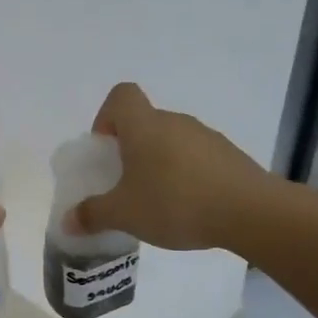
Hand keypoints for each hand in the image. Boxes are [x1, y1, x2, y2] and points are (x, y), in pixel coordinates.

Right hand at [72, 83, 272, 250]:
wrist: (250, 212)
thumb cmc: (175, 203)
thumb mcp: (124, 214)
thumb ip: (92, 215)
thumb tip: (67, 222)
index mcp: (144, 126)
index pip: (121, 96)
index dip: (106, 116)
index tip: (105, 149)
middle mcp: (175, 122)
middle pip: (145, 122)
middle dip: (130, 150)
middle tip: (125, 185)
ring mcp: (206, 137)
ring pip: (171, 141)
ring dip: (158, 164)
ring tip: (156, 202)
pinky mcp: (229, 157)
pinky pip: (196, 158)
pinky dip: (186, 176)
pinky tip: (188, 208)